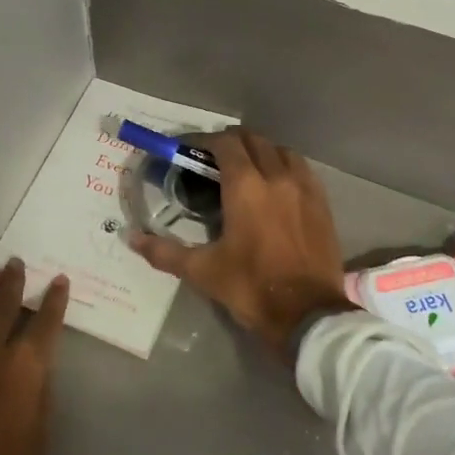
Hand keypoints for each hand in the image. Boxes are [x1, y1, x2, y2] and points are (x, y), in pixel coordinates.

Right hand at [129, 128, 351, 353]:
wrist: (308, 315)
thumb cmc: (251, 287)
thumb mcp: (202, 271)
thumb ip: (164, 251)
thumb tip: (132, 238)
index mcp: (246, 186)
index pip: (225, 143)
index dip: (205, 141)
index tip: (189, 149)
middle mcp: (276, 176)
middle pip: (254, 140)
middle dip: (231, 143)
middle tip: (212, 159)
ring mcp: (304, 187)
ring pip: (281, 151)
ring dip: (261, 151)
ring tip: (246, 168)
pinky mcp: (322, 202)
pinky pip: (302, 169)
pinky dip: (285, 166)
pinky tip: (276, 185)